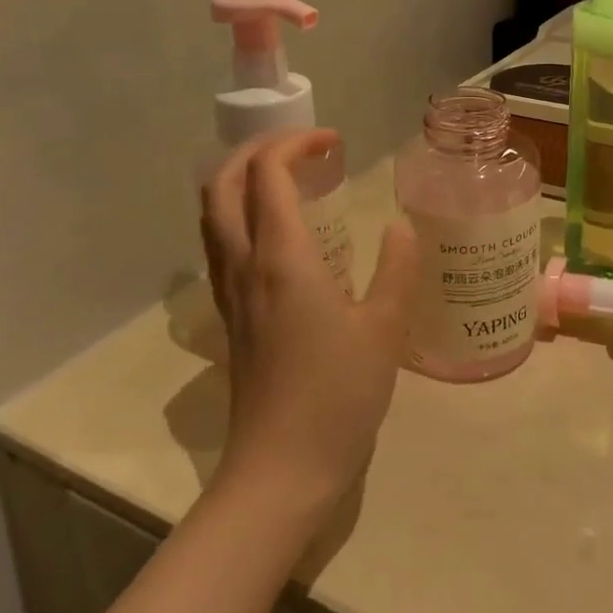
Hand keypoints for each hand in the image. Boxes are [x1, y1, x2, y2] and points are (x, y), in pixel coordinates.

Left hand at [199, 129, 418, 520]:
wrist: (281, 470)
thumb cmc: (338, 395)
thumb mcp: (385, 328)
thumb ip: (397, 268)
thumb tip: (399, 228)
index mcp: (281, 258)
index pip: (267, 174)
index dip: (295, 144)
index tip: (333, 142)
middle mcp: (244, 266)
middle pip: (222, 184)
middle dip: (256, 151)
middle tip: (301, 149)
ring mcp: (230, 294)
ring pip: (213, 215)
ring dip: (241, 181)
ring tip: (287, 181)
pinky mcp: (231, 320)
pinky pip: (221, 246)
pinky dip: (241, 216)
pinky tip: (280, 236)